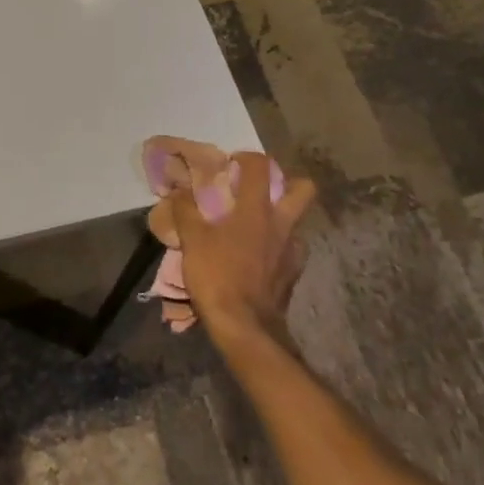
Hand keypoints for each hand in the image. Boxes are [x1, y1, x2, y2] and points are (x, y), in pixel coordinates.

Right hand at [168, 151, 316, 348]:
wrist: (245, 326)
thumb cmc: (217, 276)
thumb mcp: (192, 240)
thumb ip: (186, 210)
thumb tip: (179, 190)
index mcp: (257, 210)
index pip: (261, 166)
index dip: (247, 158)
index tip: (232, 165)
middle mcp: (282, 224)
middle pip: (304, 188)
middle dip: (287, 182)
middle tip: (260, 191)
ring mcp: (293, 251)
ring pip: (297, 222)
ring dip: (280, 219)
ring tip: (256, 229)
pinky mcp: (294, 274)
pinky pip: (291, 251)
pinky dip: (277, 249)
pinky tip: (259, 259)